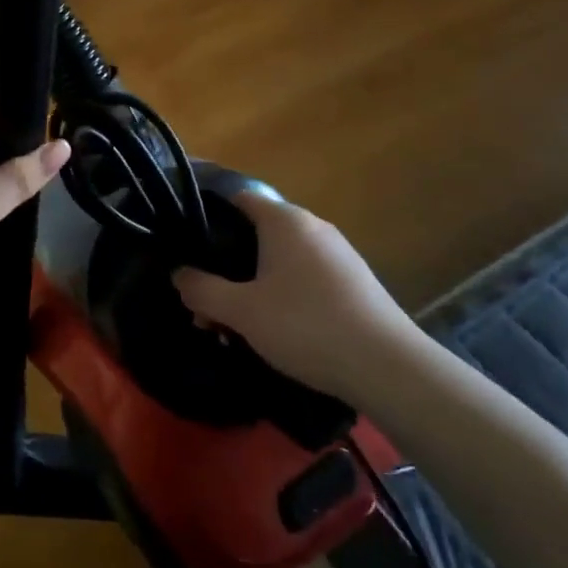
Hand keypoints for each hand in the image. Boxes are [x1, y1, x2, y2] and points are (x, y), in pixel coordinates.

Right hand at [171, 192, 422, 409]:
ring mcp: (338, 255)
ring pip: (278, 261)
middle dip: (225, 267)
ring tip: (231, 327)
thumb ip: (202, 290)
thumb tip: (178, 274)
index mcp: (284, 221)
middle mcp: (313, 227)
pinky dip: (280, 297)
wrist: (389, 368)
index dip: (208, 216)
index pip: (237, 198)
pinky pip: (303, 278)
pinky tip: (272, 333)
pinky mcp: (353, 283)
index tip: (186, 246)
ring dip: (250, 288)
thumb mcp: (242, 311)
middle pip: (255, 235)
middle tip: (204, 303)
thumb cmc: (306, 326)